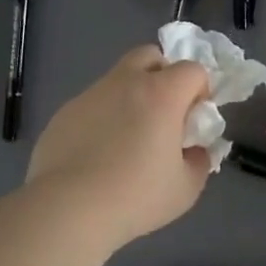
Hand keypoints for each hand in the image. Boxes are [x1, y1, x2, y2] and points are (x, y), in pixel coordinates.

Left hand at [26, 47, 212, 249]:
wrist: (68, 210)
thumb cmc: (136, 196)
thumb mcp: (186, 187)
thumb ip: (198, 160)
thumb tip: (194, 150)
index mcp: (162, 94)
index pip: (193, 69)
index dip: (200, 90)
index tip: (194, 120)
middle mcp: (125, 83)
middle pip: (150, 55)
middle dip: (163, 75)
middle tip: (164, 113)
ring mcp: (90, 95)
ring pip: (118, 79)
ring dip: (131, 97)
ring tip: (127, 140)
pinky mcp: (64, 113)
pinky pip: (93, 104)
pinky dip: (103, 118)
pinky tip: (98, 155)